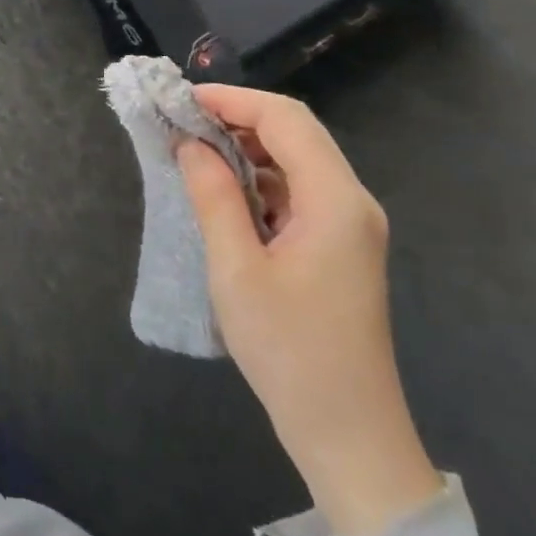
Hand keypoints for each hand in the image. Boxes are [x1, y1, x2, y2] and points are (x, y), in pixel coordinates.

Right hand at [178, 86, 442, 535]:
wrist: (348, 434)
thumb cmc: (289, 352)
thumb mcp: (237, 270)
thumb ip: (214, 197)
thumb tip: (190, 145)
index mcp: (335, 201)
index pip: (286, 119)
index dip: (233, 100)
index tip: (183, 101)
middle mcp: (352, 202)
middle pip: (296, 132)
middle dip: (238, 117)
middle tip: (183, 122)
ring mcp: (350, 225)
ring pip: (298, 159)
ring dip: (247, 147)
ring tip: (195, 150)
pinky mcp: (340, 246)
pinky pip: (299, 190)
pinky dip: (260, 178)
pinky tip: (225, 191)